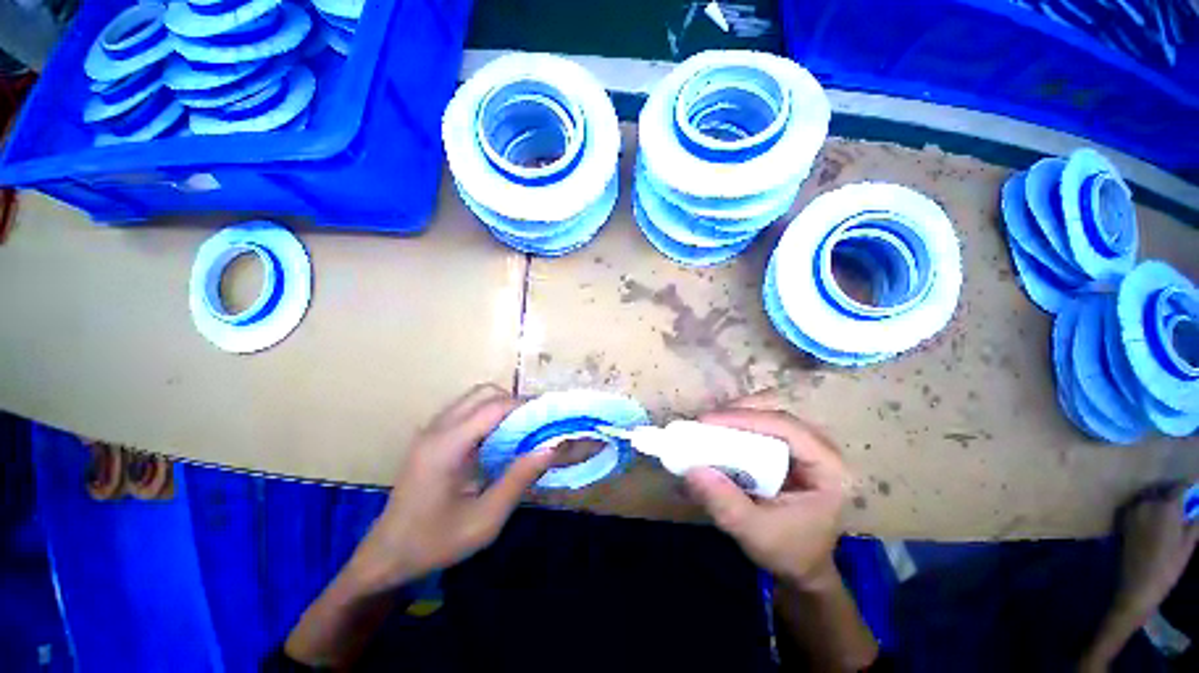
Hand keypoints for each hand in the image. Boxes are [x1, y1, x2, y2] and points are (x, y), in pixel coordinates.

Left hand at [346, 384, 554, 589]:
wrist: (386, 558)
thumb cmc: (435, 543)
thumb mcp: (485, 519)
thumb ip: (519, 479)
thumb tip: (552, 447)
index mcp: (447, 446)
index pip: (494, 407)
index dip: (525, 407)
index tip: (548, 420)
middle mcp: (437, 429)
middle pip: (483, 393)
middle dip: (513, 403)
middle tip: (534, 426)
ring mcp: (430, 430)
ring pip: (473, 398)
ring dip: (500, 406)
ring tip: (520, 431)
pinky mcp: (429, 437)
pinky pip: (464, 410)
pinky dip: (487, 414)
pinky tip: (496, 440)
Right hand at [684, 395, 849, 590]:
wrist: (801, 565)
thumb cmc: (788, 551)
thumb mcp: (756, 533)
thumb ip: (726, 504)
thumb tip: (692, 470)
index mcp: (827, 467)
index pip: (785, 427)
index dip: (744, 418)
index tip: (706, 422)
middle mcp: (819, 447)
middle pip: (776, 411)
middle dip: (738, 411)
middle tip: (705, 423)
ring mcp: (803, 445)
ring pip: (767, 412)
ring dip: (735, 415)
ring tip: (708, 426)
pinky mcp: (787, 448)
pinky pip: (760, 423)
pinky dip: (737, 424)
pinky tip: (719, 433)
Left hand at [1113, 484, 1198, 616]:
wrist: (1138, 585)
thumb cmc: (1168, 566)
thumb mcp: (1188, 543)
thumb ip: (1194, 520)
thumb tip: (1198, 505)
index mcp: (1165, 507)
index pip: (1179, 487)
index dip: (1188, 486)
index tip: (1195, 488)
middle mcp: (1146, 503)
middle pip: (1161, 489)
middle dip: (1172, 491)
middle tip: (1183, 499)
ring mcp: (1132, 511)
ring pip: (1148, 496)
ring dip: (1158, 497)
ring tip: (1169, 507)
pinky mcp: (1123, 520)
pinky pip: (1137, 506)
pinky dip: (1147, 506)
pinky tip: (1155, 516)